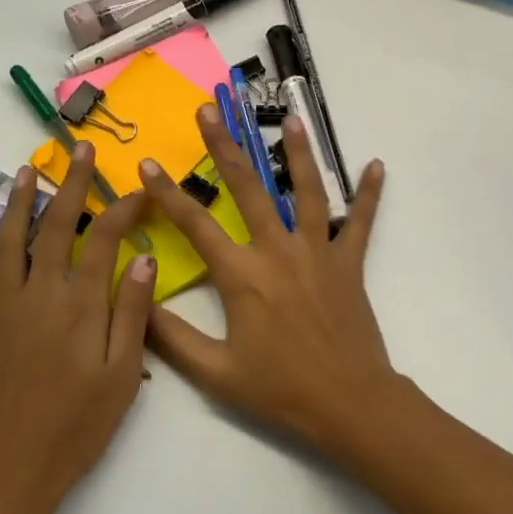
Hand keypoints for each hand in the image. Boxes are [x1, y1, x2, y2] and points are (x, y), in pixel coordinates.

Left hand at [0, 142, 156, 513]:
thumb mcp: (123, 375)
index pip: (103, 239)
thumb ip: (132, 313)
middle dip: (71, 185)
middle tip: (81, 152)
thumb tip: (143, 258)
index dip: (122, 209)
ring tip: (25, 171)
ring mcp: (3, 312)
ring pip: (8, 244)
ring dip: (16, 203)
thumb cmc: (78, 428)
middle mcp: (39, 296)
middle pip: (55, 228)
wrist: (11, 474)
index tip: (140, 191)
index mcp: (80, 306)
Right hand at [139, 105, 394, 458]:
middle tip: (209, 111)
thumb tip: (135, 300)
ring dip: (297, 154)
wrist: (349, 402)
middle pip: (248, 190)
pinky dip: (369, 195)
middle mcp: (279, 252)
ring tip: (291, 119)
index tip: (146, 165)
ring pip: (306, 192)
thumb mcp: (214, 372)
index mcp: (242, 276)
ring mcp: (318, 253)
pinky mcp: (349, 264)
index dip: (167, 194)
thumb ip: (171, 337)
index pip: (195, 225)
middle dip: (224, 148)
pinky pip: (360, 223)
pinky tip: (377, 165)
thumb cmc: (280, 390)